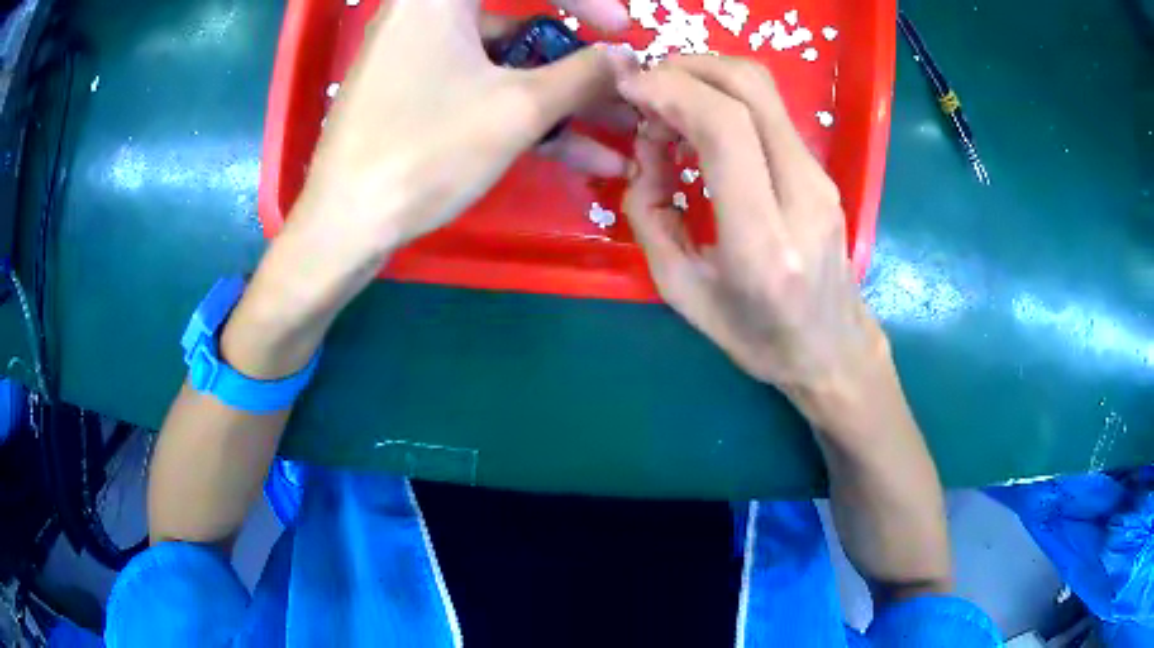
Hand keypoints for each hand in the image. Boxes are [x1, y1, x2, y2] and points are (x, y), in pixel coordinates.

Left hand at [290, 0, 635, 272]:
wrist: (345, 226)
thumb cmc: (426, 152)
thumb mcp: (518, 109)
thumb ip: (583, 75)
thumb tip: (626, 58)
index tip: (621, 29)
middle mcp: (424, 12)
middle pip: (517, 18)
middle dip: (576, 56)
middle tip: (617, 80)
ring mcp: (417, 54)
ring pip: (504, 60)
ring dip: (560, 94)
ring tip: (615, 128)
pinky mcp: (414, 90)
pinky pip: (480, 85)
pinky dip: (523, 109)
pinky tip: (574, 149)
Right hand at [615, 55, 889, 424]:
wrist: (831, 349)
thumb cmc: (757, 336)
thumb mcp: (682, 291)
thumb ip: (651, 214)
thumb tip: (647, 150)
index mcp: (763, 242)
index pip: (726, 129)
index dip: (672, 91)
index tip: (631, 88)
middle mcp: (802, 196)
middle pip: (751, 89)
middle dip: (688, 68)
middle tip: (646, 86)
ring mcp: (820, 179)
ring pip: (765, 90)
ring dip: (706, 79)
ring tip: (667, 109)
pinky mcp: (822, 171)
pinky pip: (771, 111)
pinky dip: (726, 98)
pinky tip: (699, 124)